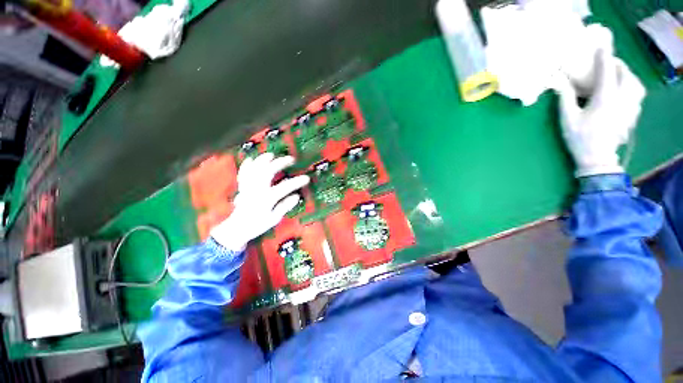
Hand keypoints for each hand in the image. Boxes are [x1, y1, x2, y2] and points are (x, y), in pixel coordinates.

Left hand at [210, 153, 308, 251]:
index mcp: (266, 199)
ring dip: (263, 160)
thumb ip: (284, 206)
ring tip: (271, 155)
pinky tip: (250, 159)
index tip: (306, 178)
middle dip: (280, 163)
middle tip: (290, 159)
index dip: (296, 181)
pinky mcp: (242, 187)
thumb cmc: (257, 225)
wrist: (237, 228)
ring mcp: (248, 187)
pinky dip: (246, 165)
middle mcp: (256, 190)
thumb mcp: (274, 218)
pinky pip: (243, 173)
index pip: (284, 187)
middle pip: (268, 172)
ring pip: (254, 169)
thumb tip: (297, 197)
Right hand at [554, 49, 645, 176]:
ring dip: (627, 75)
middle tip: (608, 62)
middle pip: (625, 74)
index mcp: (605, 98)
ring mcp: (630, 107)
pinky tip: (625, 89)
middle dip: (617, 65)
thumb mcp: (567, 118)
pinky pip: (637, 94)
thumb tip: (559, 80)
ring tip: (618, 74)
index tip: (600, 46)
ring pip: (635, 83)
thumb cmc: (580, 138)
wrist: (597, 159)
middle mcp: (622, 99)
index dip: (603, 57)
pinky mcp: (632, 114)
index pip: (606, 71)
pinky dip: (632, 86)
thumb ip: (565, 97)